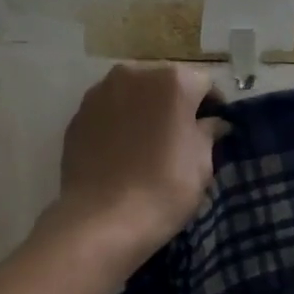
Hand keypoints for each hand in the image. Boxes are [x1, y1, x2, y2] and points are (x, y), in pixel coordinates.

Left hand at [47, 62, 219, 268]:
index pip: (205, 83)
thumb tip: (212, 122)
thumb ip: (209, 133)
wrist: (102, 219)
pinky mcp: (78, 115)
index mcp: (173, 81)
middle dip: (177, 103)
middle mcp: (135, 74)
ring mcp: (100, 92)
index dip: (213, 106)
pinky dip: (121, 122)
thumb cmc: (165, 189)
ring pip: (134, 94)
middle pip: (166, 82)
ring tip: (150, 143)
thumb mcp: (202, 163)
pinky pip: (110, 111)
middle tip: (182, 136)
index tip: (215, 129)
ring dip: (146, 110)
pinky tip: (124, 151)